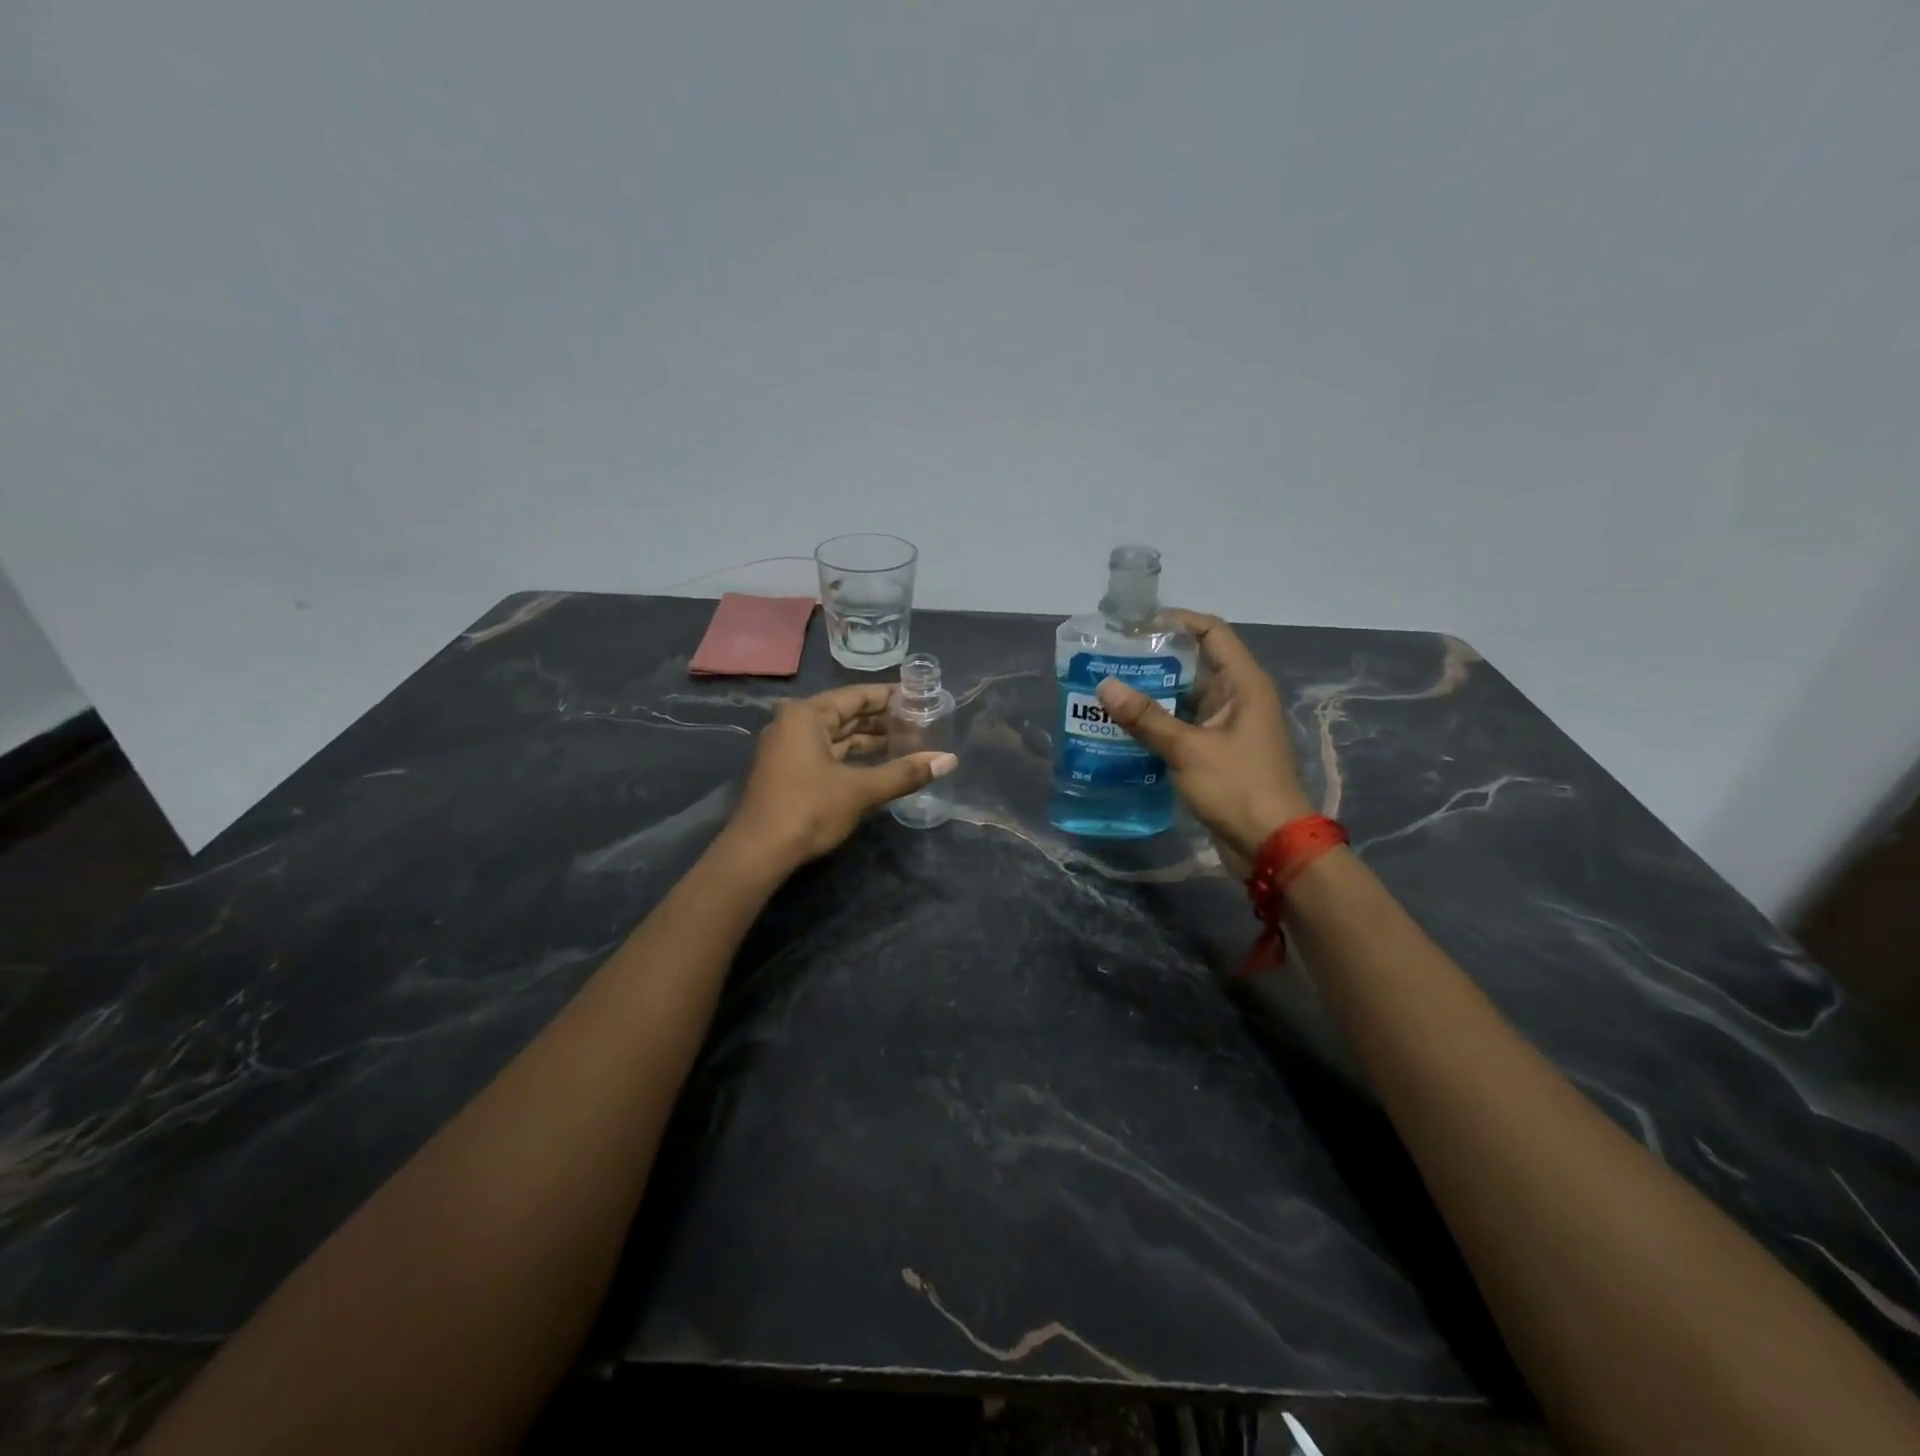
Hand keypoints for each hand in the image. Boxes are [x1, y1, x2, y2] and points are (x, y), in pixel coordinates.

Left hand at [727, 684, 956, 870]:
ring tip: (909, 741)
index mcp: (807, 715)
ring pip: (838, 736)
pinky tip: (880, 763)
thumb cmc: (809, 810)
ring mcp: (789, 748)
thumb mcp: (861, 790)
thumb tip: (949, 760)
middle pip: (847, 714)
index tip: (921, 697)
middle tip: (921, 720)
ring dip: (870, 740)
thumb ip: (905, 773)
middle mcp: (794, 723)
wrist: (759, 853)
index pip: (857, 695)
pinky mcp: (789, 771)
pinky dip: (854, 756)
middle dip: (883, 719)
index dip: (891, 696)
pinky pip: (828, 753)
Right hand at [1095, 611, 1313, 872]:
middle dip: (1154, 659)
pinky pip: (1183, 725)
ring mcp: (1228, 726)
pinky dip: (1157, 722)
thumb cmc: (1237, 788)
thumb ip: (1146, 717)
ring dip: (1152, 693)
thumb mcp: (1188, 749)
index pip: (1210, 632)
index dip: (1175, 621)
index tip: (1134, 625)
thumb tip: (1104, 686)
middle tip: (1110, 658)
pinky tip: (1124, 727)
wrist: (1271, 845)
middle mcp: (1238, 697)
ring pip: (1185, 696)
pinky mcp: (1217, 752)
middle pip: (1194, 662)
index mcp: (1243, 683)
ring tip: (1109, 689)